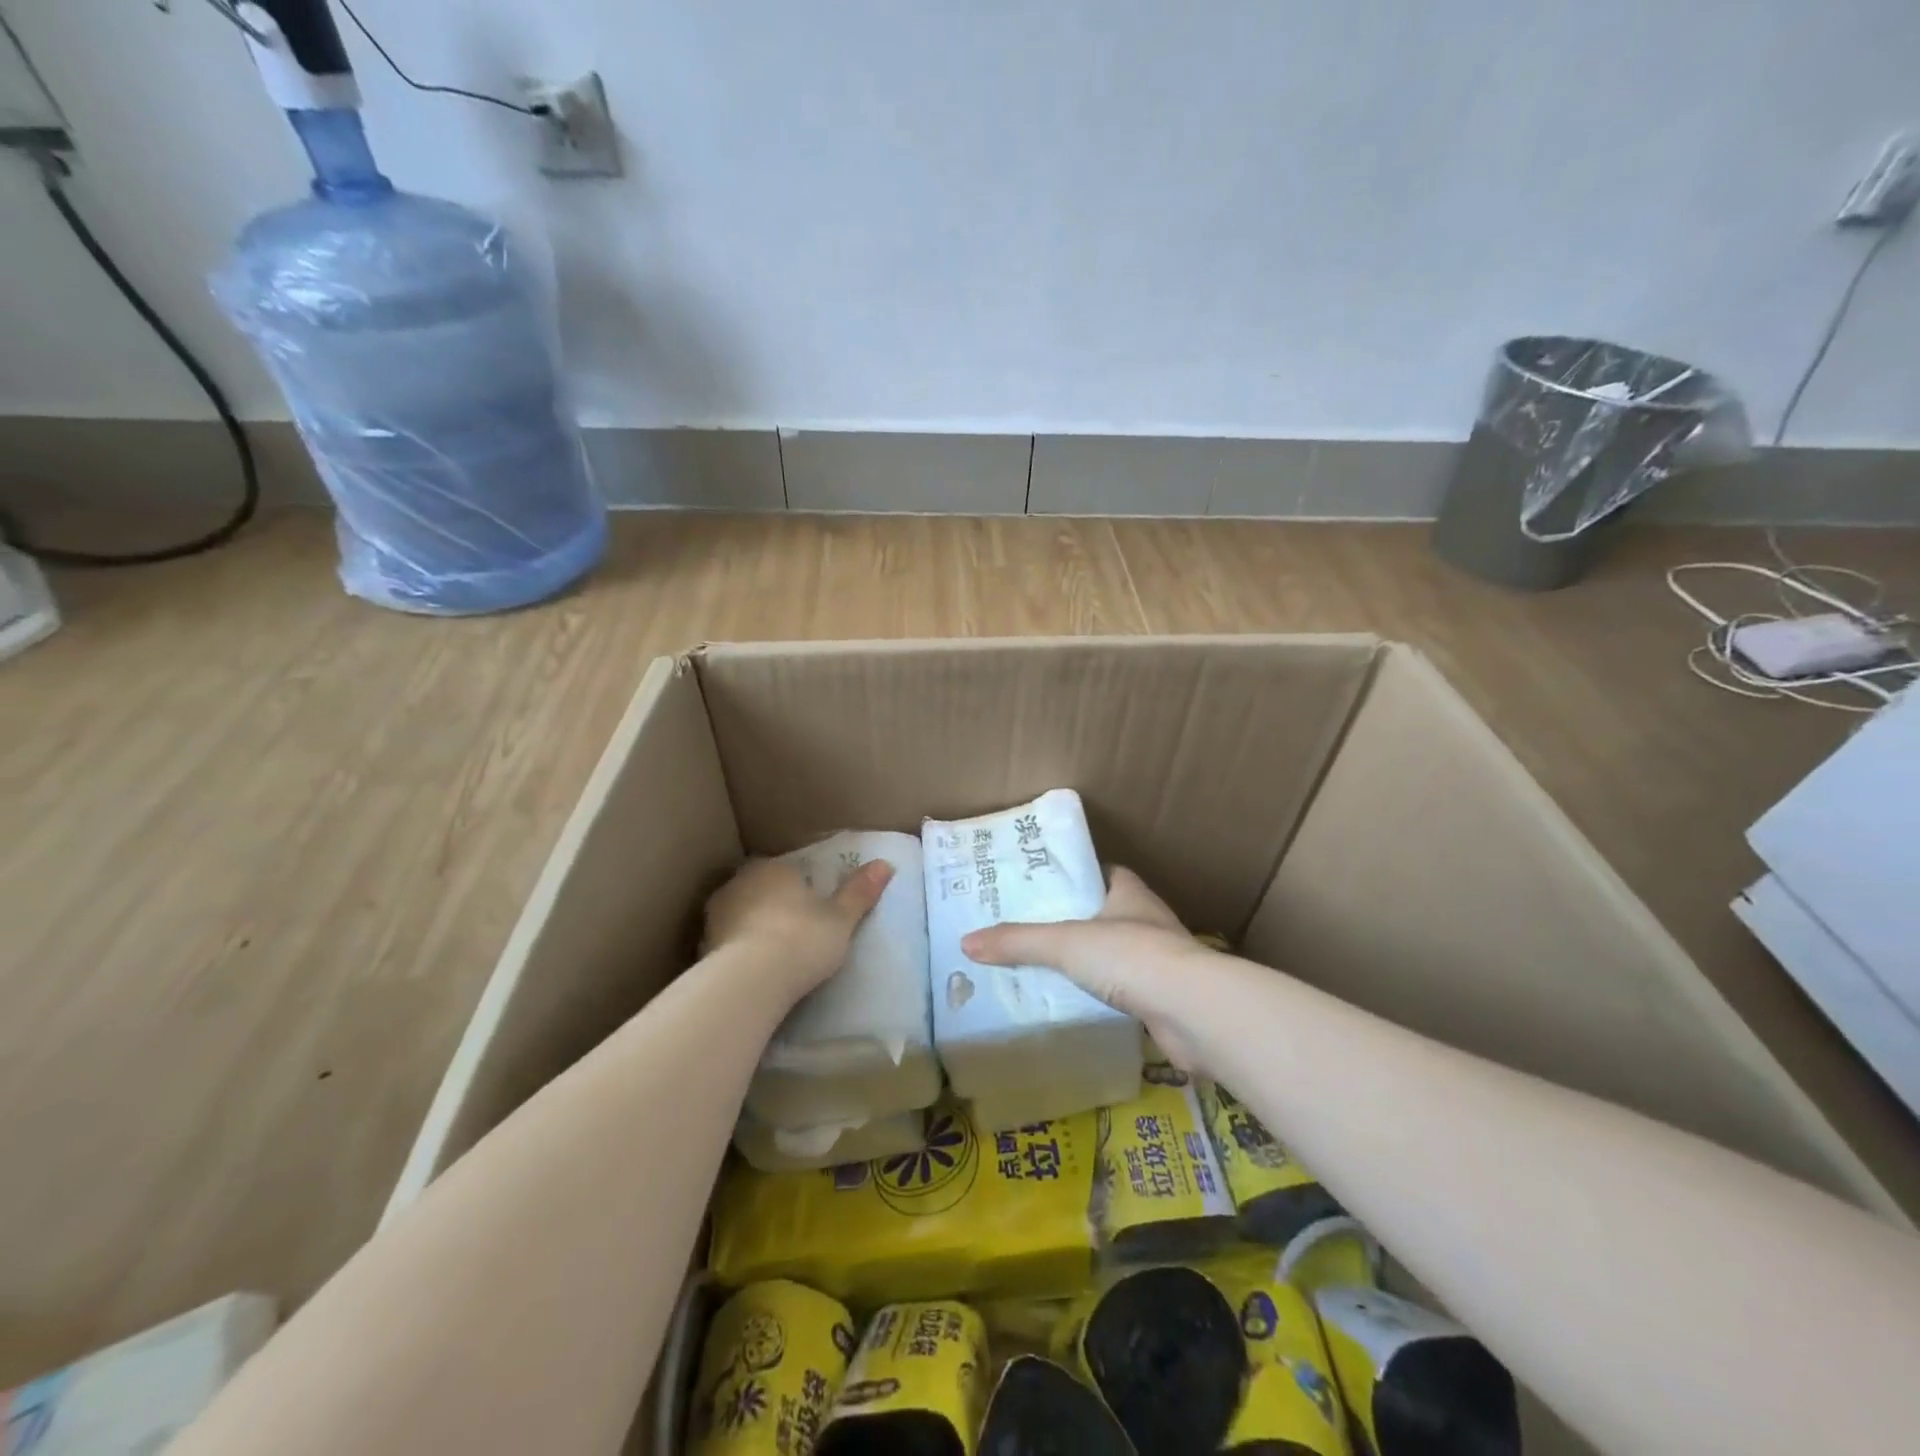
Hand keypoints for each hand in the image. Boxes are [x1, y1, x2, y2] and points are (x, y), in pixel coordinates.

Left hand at [703, 857, 895, 1004]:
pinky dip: (738, 951)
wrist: (749, 981)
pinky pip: (727, 942)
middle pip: (761, 888)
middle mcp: (740, 882)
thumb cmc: (802, 939)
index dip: (801, 887)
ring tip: (773, 954)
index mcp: (774, 868)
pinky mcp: (702, 945)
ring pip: (740, 913)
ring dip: (753, 926)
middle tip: (794, 929)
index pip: (788, 870)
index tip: (813, 908)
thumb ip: (860, 892)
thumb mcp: (841, 918)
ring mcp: (716, 914)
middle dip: (774, 904)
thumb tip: (886, 864)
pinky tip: (752, 971)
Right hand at [961, 867, 1217, 1070]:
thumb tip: (966, 942)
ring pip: (1117, 954)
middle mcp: (1148, 921)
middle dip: (1077, 920)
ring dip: (1091, 961)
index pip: (1103, 872)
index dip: (1077, 875)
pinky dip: (1103, 996)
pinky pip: (1124, 991)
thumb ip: (1018, 942)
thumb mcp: (1065, 943)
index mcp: (1130, 893)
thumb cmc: (1131, 956)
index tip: (1045, 884)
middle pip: (1107, 913)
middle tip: (1034, 929)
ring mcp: (1160, 961)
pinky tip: (1077, 1004)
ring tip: (1048, 968)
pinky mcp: (1163, 999)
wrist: (1193, 1011)